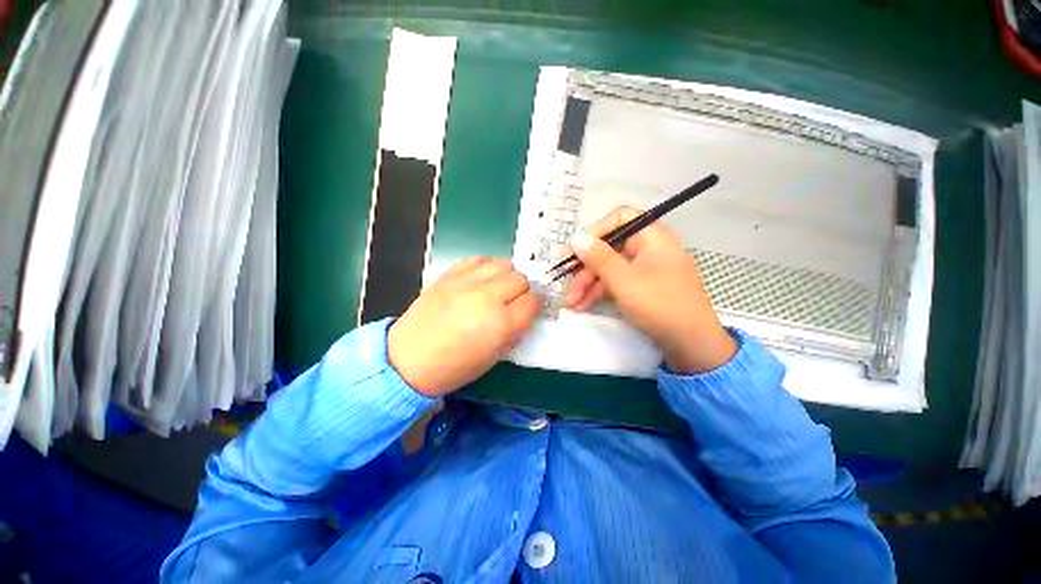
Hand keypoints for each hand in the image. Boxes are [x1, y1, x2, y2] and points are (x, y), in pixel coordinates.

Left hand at [388, 258, 541, 396]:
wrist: (408, 360)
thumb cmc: (454, 367)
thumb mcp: (493, 358)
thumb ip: (514, 332)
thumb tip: (525, 313)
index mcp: (500, 324)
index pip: (532, 301)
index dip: (536, 304)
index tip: (532, 307)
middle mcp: (486, 298)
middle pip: (520, 279)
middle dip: (523, 289)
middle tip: (515, 299)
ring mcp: (466, 283)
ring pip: (502, 263)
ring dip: (507, 274)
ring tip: (500, 285)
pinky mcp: (448, 276)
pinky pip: (477, 259)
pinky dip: (486, 265)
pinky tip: (483, 277)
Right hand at [564, 207, 736, 373]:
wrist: (692, 346)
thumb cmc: (659, 306)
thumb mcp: (623, 281)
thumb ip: (598, 258)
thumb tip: (576, 237)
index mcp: (652, 237)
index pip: (620, 218)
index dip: (596, 231)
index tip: (576, 251)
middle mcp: (650, 248)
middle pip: (610, 248)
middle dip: (586, 269)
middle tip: (569, 289)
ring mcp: (646, 269)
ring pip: (610, 268)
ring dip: (589, 284)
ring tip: (572, 304)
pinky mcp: (643, 287)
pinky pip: (617, 282)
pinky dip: (600, 292)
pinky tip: (584, 305)